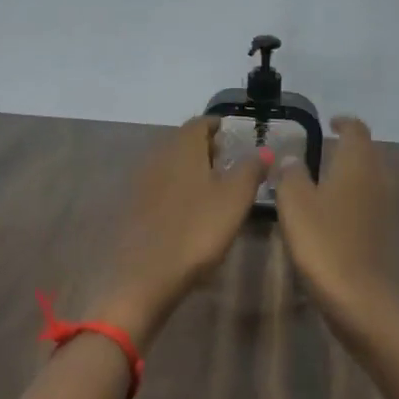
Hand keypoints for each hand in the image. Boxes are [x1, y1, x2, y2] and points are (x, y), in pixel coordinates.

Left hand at [94, 116, 267, 341]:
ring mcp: (142, 183)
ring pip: (171, 164)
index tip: (234, 134)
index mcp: (182, 147)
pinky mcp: (134, 208)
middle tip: (229, 161)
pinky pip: (160, 187)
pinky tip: (190, 210)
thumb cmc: (197, 230)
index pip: (199, 122)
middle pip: (183, 142)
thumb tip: (264, 149)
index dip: (218, 125)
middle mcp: (158, 156)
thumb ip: (251, 169)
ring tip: (214, 187)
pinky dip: (177, 189)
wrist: (145, 276)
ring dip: (191, 169)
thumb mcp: (235, 199)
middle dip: (206, 147)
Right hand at [270, 117, 398, 340]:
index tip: (330, 123)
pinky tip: (347, 222)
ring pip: (376, 182)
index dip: (343, 123)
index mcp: (359, 164)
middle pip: (370, 154)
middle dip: (350, 151)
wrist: (369, 306)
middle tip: (325, 156)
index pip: (356, 130)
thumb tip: (292, 157)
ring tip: (333, 188)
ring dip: (358, 179)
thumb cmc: (326, 247)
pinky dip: (365, 206)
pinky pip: (380, 208)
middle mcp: (384, 179)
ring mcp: (396, 209)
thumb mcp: (294, 207)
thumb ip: (290, 175)